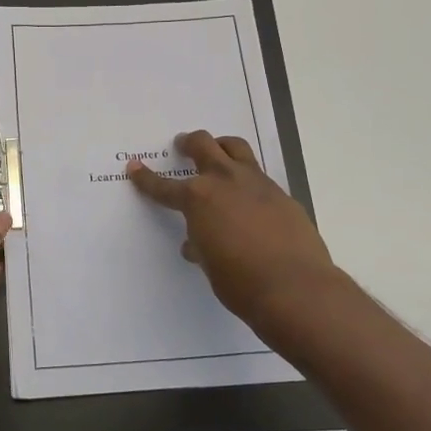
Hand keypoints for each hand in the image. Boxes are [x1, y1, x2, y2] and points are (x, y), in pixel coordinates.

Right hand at [127, 131, 337, 339]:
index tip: (135, 167)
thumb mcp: (210, 265)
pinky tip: (248, 198)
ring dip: (221, 146)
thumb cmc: (240, 282)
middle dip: (189, 143)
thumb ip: (201, 247)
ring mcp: (257, 184)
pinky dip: (247, 179)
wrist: (295, 288)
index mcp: (198, 199)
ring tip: (217, 152)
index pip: (164, 186)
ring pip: (236, 148)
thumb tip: (197, 244)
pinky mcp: (282, 195)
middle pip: (203, 145)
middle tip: (183, 145)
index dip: (146, 178)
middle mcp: (225, 181)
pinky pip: (259, 175)